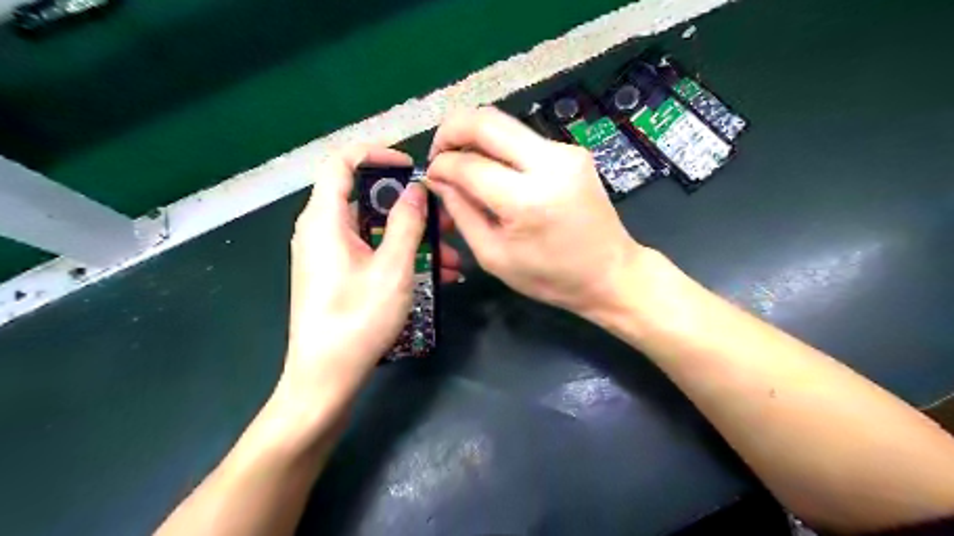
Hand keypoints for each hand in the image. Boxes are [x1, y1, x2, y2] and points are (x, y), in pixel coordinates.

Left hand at [281, 147, 460, 405]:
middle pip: (366, 199)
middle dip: (410, 207)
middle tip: (446, 218)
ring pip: (375, 231)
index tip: (410, 166)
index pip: (341, 162)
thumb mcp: (392, 268)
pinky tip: (438, 275)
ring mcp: (329, 255)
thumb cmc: (357, 319)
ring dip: (414, 238)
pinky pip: (372, 253)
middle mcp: (321, 230)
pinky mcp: (338, 275)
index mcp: (324, 219)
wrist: (325, 378)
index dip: (376, 154)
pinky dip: (401, 257)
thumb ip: (406, 223)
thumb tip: (416, 190)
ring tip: (452, 256)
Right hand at [428, 109, 643, 318]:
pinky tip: (494, 171)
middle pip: (486, 120)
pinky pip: (523, 138)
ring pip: (505, 123)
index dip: (441, 165)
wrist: (611, 273)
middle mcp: (549, 163)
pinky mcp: (573, 151)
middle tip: (439, 154)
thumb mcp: (494, 256)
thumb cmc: (550, 277)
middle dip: (451, 130)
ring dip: (475, 137)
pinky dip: (499, 148)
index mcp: (527, 200)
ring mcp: (565, 152)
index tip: (430, 175)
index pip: (469, 164)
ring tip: (463, 164)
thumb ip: (462, 213)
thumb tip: (438, 179)